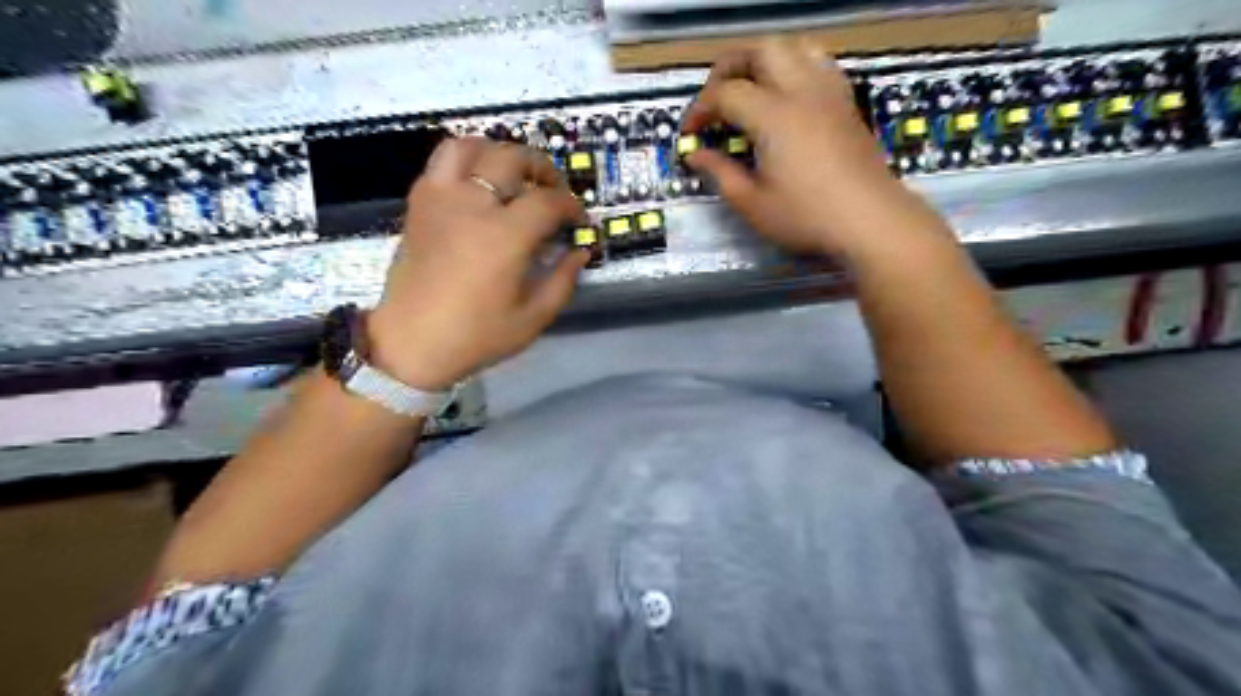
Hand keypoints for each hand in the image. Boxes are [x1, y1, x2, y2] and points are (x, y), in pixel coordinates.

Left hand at [365, 139, 588, 389]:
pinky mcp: (419, 204)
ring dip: (498, 152)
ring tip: (512, 174)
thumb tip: (580, 252)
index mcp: (504, 237)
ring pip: (470, 146)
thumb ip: (563, 280)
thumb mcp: (533, 318)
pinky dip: (465, 161)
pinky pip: (441, 162)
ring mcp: (440, 200)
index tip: (578, 220)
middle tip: (552, 190)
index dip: (571, 205)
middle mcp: (472, 206)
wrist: (411, 343)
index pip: (548, 200)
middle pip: (512, 158)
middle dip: (542, 168)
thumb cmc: (476, 336)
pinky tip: (478, 184)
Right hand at [683, 40, 946, 263]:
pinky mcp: (847, 103)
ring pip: (795, 47)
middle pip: (761, 50)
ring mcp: (829, 93)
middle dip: (729, 67)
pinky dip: (795, 67)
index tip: (690, 134)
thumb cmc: (806, 216)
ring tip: (751, 87)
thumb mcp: (752, 204)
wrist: (870, 220)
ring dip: (765, 60)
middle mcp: (801, 91)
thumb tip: (696, 155)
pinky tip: (788, 96)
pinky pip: (819, 64)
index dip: (700, 109)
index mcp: (773, 115)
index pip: (726, 93)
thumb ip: (720, 173)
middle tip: (716, 98)